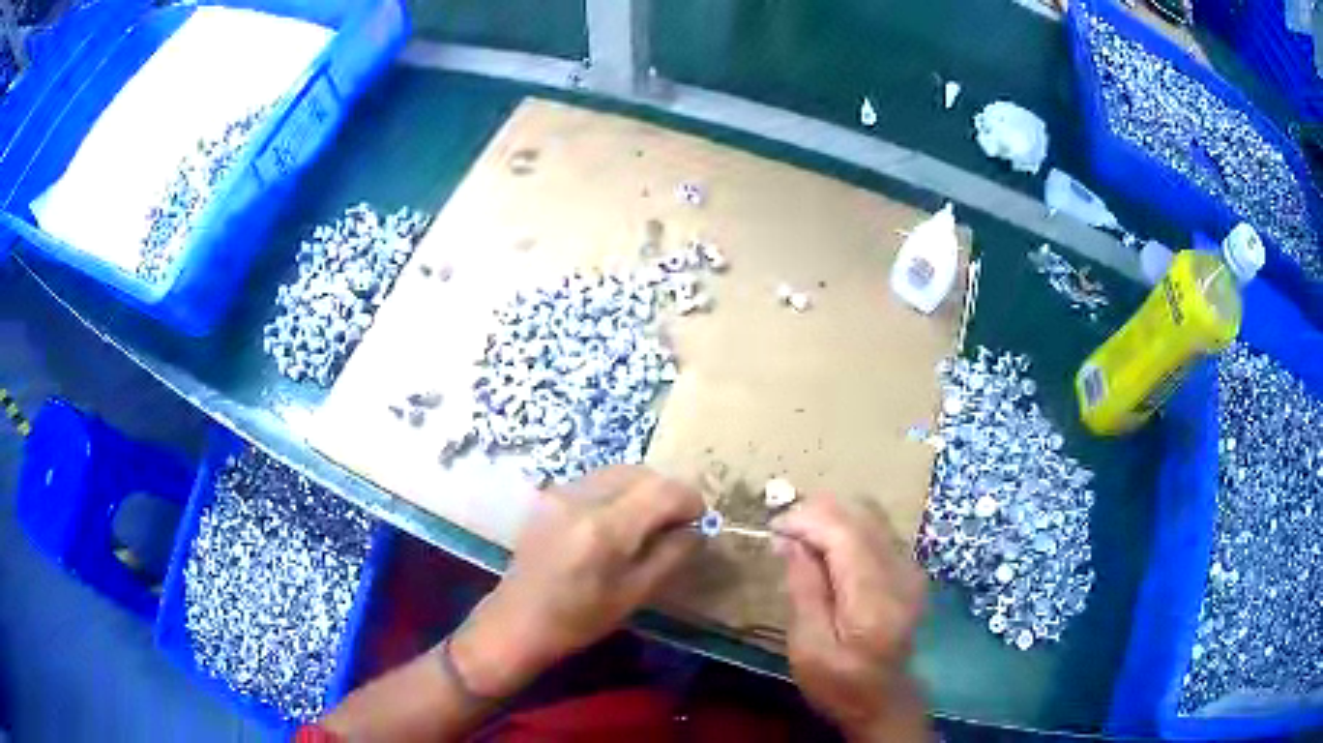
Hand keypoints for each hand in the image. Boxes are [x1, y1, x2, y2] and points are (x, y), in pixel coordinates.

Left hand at [451, 466, 704, 697]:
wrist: (517, 621)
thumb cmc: (579, 619)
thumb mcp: (635, 594)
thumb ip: (672, 555)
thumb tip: (698, 529)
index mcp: (605, 528)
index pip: (664, 490)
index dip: (690, 501)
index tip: (697, 523)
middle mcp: (582, 498)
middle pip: (643, 473)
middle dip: (667, 493)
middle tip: (675, 525)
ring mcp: (561, 492)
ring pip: (620, 471)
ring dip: (643, 490)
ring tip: (647, 523)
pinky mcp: (550, 495)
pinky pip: (597, 480)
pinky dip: (618, 492)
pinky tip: (616, 523)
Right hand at [771, 494, 928, 740]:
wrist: (884, 701)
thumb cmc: (839, 684)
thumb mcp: (808, 647)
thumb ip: (804, 589)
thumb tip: (790, 541)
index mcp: (874, 598)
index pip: (844, 534)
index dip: (807, 520)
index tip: (772, 527)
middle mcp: (900, 573)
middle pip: (860, 515)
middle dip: (816, 513)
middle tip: (781, 532)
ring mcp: (910, 568)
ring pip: (871, 515)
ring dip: (831, 517)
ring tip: (799, 537)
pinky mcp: (910, 570)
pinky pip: (877, 530)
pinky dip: (847, 528)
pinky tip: (825, 549)